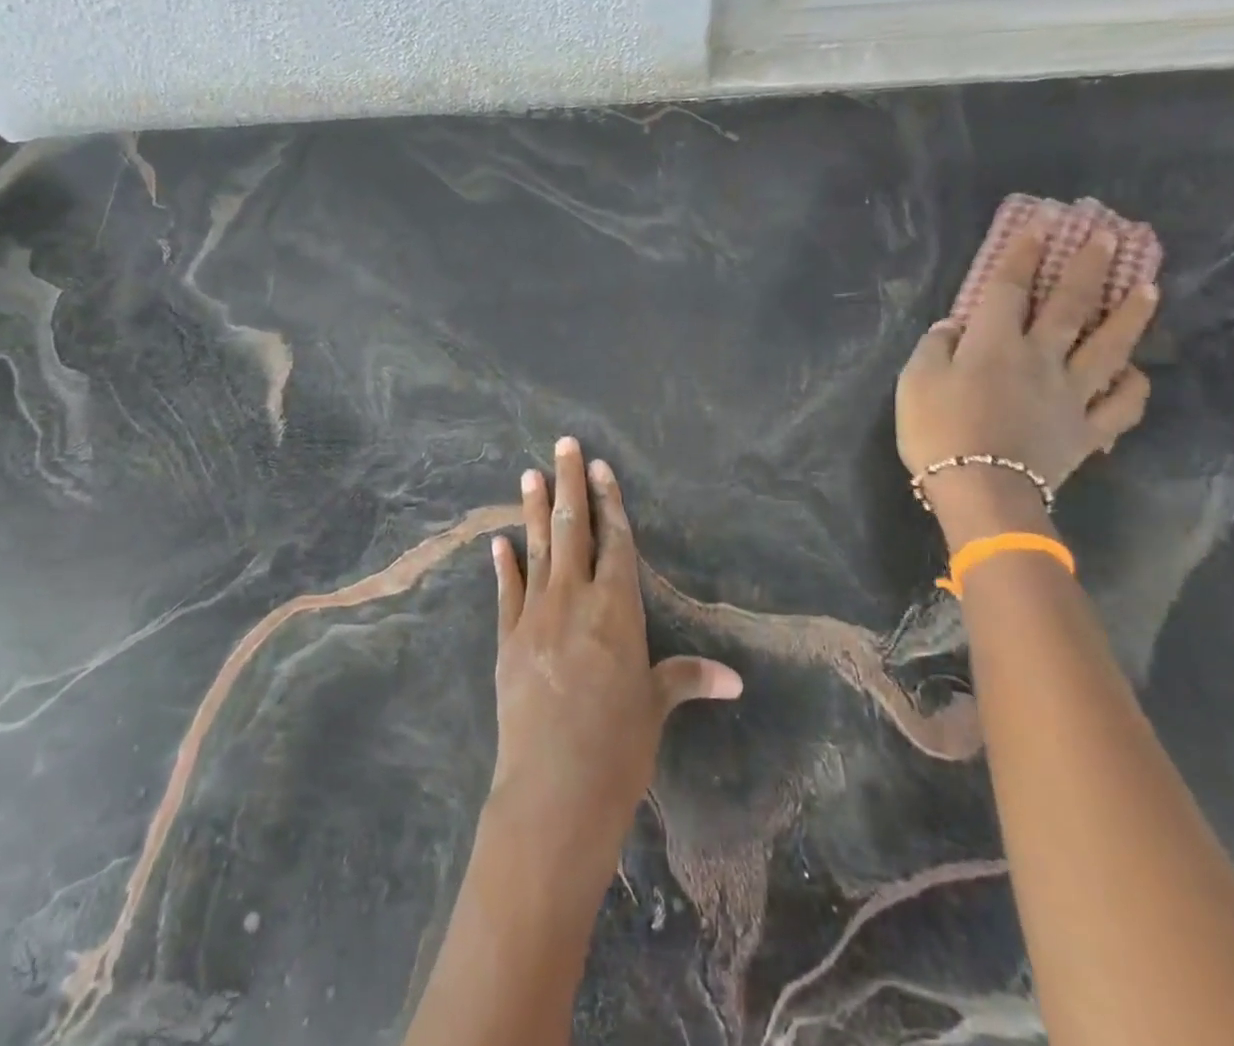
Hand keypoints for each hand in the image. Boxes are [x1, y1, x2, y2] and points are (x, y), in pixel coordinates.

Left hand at [486, 438, 742, 892]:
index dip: (609, 500)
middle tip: (562, 444)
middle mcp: (575, 599)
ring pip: (536, 549)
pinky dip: (504, 565)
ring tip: (530, 473)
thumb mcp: (655, 707)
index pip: (615, 540)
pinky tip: (498, 542)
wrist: (554, 788)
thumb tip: (735, 679)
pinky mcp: (507, 639)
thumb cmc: (618, 747)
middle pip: (572, 529)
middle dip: (569, 483)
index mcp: (617, 608)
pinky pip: (507, 592)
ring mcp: (536, 615)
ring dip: (532, 509)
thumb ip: (686, 679)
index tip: (600, 466)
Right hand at [896, 222, 1157, 541]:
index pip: (1011, 288)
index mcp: (996, 343)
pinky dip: (1133, 386)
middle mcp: (1041, 358)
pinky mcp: (1088, 430)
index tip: (1042, 223)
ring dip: (1130, 315)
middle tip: (1111, 236)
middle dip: (1090, 267)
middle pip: (1071, 306)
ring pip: (1110, 347)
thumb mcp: (915, 380)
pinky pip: (1121, 404)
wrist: (980, 488)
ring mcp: (1072, 394)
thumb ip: (935, 346)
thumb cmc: (937, 430)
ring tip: (1149, 288)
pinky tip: (1135, 372)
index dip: (1025, 253)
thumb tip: (955, 326)